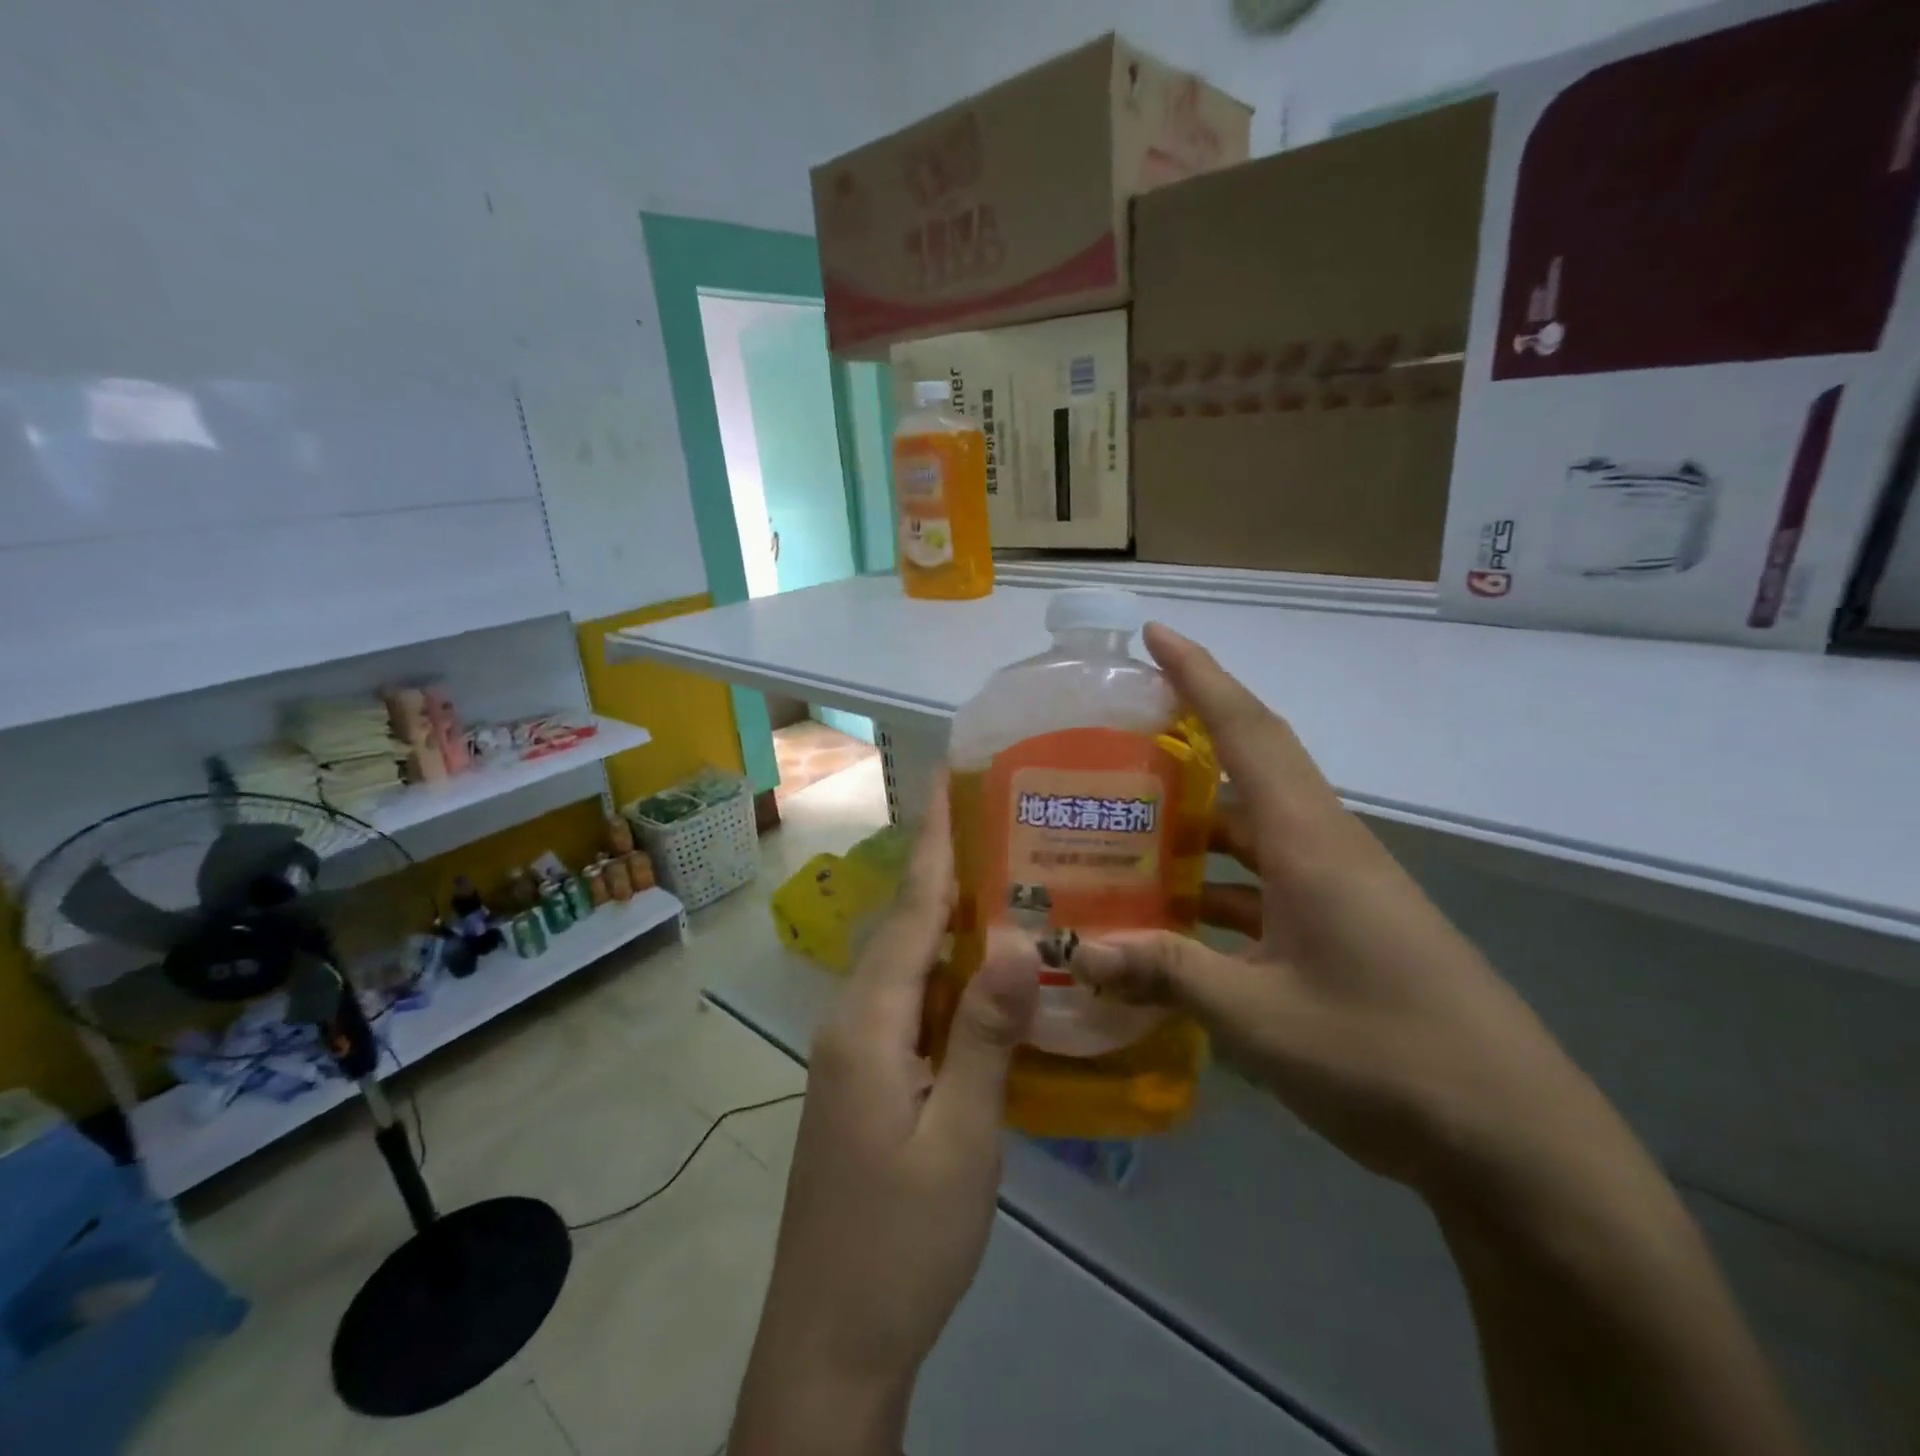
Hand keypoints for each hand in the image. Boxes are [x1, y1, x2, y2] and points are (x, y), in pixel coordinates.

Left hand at [732, 784, 1036, 1455]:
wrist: (831, 1339)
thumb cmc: (901, 1241)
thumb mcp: (960, 1139)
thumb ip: (984, 1035)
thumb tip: (1011, 939)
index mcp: (870, 1022)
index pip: (910, 910)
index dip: (934, 841)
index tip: (947, 778)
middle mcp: (853, 1020)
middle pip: (905, 928)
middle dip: (947, 870)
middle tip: (1002, 823)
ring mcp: (854, 1052)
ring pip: (907, 966)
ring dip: (949, 922)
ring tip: (1005, 881)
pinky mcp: (864, 1080)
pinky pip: (909, 1004)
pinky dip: (945, 975)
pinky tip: (982, 974)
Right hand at [1072, 623, 1642, 1208]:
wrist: (1516, 1143)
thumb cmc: (1386, 1057)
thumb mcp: (1258, 1016)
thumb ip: (1164, 973)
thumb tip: (1079, 952)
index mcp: (1310, 842)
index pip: (1248, 731)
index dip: (1200, 675)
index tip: (1155, 634)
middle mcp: (1325, 849)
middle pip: (1249, 769)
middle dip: (1185, 741)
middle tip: (1111, 742)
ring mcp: (1338, 892)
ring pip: (1251, 835)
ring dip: (1193, 827)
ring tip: (1120, 832)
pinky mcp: (1344, 931)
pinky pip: (1264, 887)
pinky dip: (1215, 890)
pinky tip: (1170, 924)